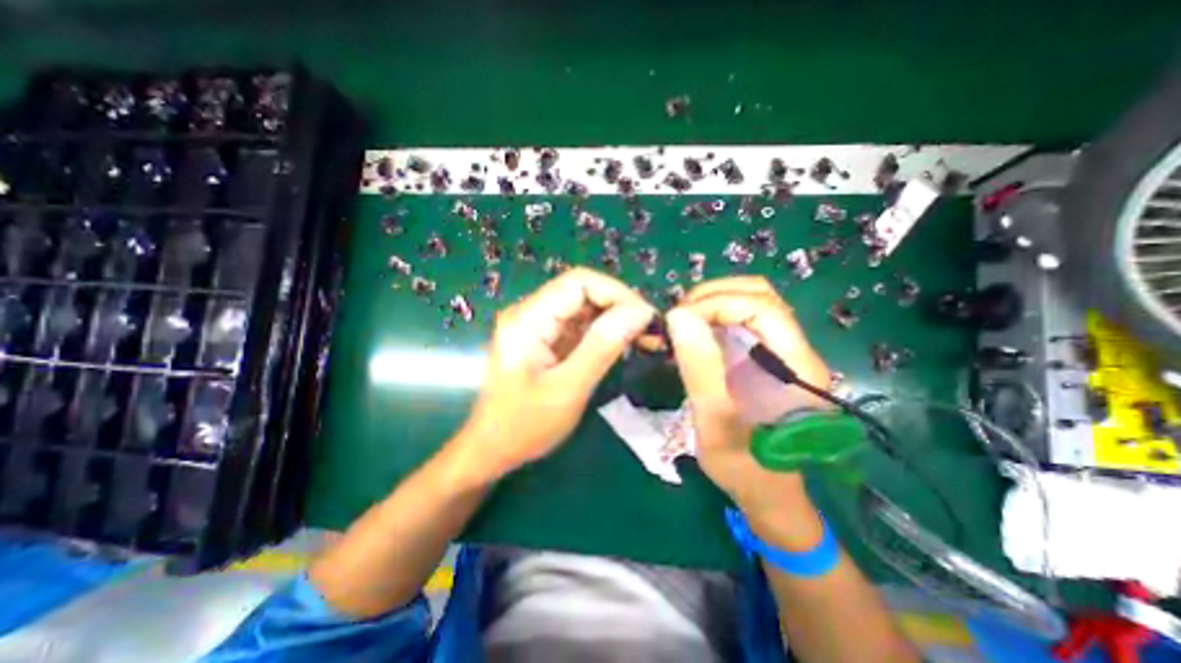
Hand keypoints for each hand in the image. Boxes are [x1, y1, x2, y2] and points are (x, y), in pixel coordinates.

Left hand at [458, 271, 654, 480]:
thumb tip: (640, 313)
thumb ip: (602, 347)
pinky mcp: (547, 338)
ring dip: (617, 319)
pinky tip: (626, 345)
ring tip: (646, 339)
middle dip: (621, 306)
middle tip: (651, 331)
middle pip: (584, 291)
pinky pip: (581, 325)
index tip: (646, 318)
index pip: (579, 282)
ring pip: (586, 307)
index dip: (617, 293)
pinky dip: (606, 332)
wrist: (493, 448)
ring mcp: (538, 325)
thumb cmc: (524, 426)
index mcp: (528, 319)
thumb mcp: (568, 388)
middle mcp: (531, 312)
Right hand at [662, 277, 828, 526]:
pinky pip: (740, 320)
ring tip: (681, 323)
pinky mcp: (764, 357)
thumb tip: (678, 315)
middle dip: (712, 297)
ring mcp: (779, 351)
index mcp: (795, 366)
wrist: (767, 493)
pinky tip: (691, 333)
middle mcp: (794, 349)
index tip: (679, 320)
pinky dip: (712, 317)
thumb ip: (700, 368)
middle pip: (759, 295)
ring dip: (711, 304)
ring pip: (749, 303)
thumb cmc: (744, 466)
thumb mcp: (715, 421)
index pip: (762, 307)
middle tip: (677, 318)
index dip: (717, 303)